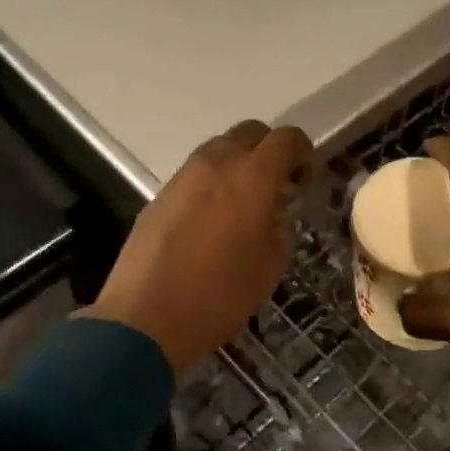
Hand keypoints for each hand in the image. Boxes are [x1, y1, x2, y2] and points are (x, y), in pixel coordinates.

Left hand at [87, 121, 312, 372]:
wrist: (145, 318)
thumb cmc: (219, 296)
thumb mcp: (269, 268)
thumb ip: (281, 229)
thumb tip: (276, 213)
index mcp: (252, 177)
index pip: (287, 139)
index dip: (303, 152)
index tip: (304, 180)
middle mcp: (216, 164)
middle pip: (250, 132)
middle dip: (269, 151)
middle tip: (276, 187)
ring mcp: (182, 176)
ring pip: (219, 149)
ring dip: (238, 164)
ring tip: (243, 203)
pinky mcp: (160, 194)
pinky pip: (195, 173)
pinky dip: (212, 182)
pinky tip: (212, 219)